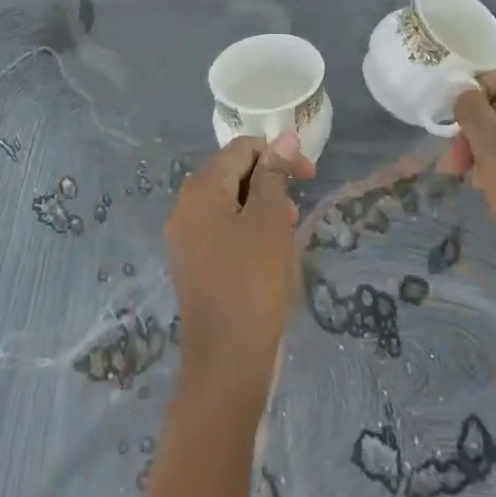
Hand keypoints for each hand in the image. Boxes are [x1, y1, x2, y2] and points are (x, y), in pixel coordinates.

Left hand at [166, 134, 313, 408]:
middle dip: (269, 180)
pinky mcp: (194, 264)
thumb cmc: (252, 280)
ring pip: (229, 203)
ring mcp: (186, 238)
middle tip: (299, 205)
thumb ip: (274, 174)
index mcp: (200, 190)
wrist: (227, 359)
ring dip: (262, 206)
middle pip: (231, 173)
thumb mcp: (269, 219)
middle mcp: (185, 207)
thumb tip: (284, 138)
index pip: (240, 149)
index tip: (309, 175)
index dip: (277, 153)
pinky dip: (249, 230)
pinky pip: (223, 230)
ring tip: (288, 230)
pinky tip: (270, 252)